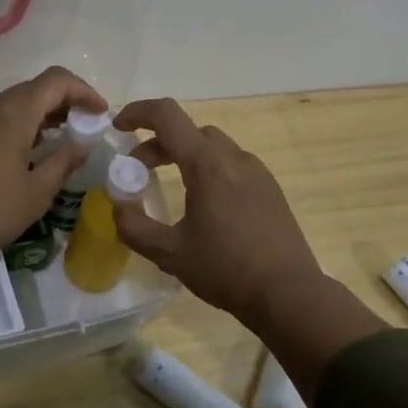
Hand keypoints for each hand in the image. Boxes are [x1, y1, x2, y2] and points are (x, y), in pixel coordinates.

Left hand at [0, 66, 106, 302]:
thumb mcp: (39, 190)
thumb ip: (65, 159)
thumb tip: (84, 141)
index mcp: (14, 111)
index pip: (57, 80)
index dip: (84, 91)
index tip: (101, 114)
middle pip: (36, 87)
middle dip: (66, 100)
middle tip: (87, 126)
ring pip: (16, 101)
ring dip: (44, 112)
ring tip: (66, 137)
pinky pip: (0, 116)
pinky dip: (24, 122)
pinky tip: (34, 149)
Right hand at [112, 98, 326, 322]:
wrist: (289, 294)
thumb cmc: (226, 269)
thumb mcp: (170, 254)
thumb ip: (135, 227)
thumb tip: (118, 207)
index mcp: (207, 164)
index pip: (167, 116)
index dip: (138, 113)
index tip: (118, 127)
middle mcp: (233, 157)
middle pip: (188, 130)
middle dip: (158, 142)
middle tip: (138, 170)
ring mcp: (256, 171)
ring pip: (212, 145)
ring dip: (184, 154)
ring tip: (170, 184)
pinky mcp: (269, 188)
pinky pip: (232, 163)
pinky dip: (208, 168)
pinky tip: (205, 203)